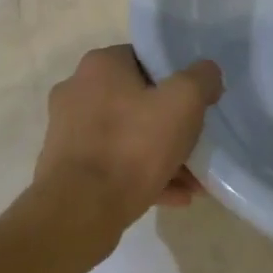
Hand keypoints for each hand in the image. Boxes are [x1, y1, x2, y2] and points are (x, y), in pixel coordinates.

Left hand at [31, 46, 221, 246]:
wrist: (79, 213)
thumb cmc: (133, 145)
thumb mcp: (184, 102)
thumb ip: (202, 78)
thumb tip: (207, 73)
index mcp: (100, 66)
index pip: (146, 59)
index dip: (176, 78)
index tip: (196, 101)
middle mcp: (77, 91)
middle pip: (138, 100)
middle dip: (171, 123)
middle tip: (196, 141)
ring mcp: (68, 132)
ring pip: (128, 136)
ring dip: (161, 154)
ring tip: (192, 180)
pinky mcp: (66, 168)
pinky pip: (114, 164)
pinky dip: (142, 175)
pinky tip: (174, 196)